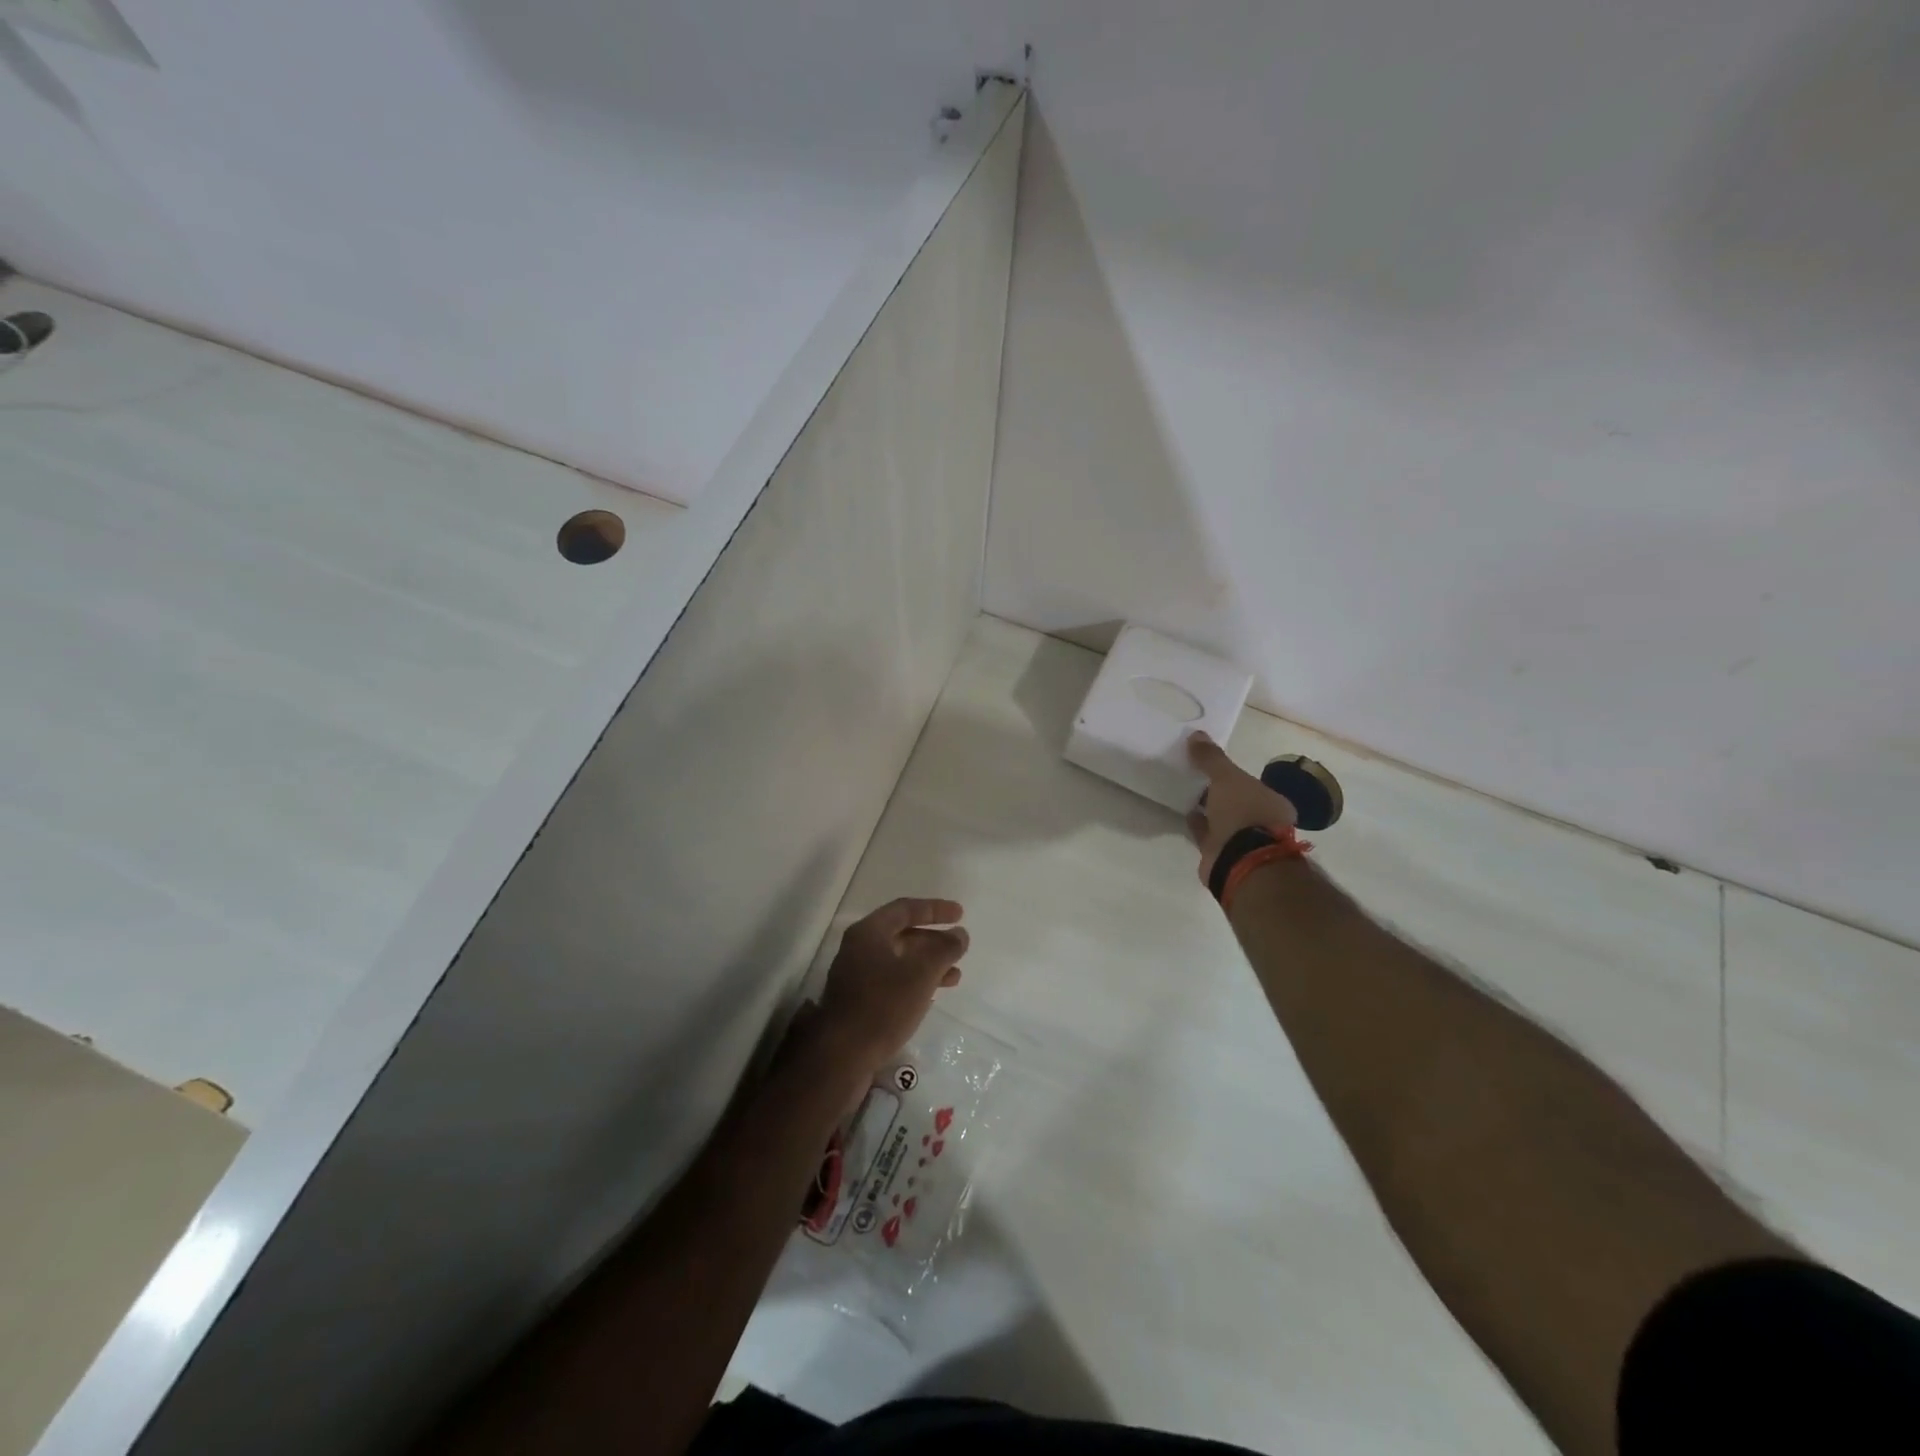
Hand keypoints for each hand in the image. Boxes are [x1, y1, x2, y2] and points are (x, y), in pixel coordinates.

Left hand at [816, 898, 969, 1073]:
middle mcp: (859, 948)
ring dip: (928, 965)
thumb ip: (944, 950)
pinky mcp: (858, 1001)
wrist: (842, 1056)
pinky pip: (892, 981)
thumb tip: (960, 934)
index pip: (905, 909)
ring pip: (899, 960)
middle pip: (902, 935)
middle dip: (933, 940)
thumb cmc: (883, 1006)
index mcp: (869, 932)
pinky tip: (932, 996)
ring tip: (955, 976)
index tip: (960, 915)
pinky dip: (914, 983)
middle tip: (959, 947)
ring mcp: (856, 976)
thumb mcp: (921, 974)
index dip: (935, 909)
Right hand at [1185, 732, 1298, 883]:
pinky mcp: (1224, 856)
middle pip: (1237, 802)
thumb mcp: (1227, 778)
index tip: (1213, 769)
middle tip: (1197, 780)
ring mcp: (1244, 842)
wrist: (1241, 861)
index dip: (1233, 777)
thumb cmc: (1243, 814)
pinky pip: (1208, 836)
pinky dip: (1199, 826)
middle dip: (1220, 794)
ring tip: (1187, 795)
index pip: (1251, 785)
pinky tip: (1187, 814)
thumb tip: (1196, 734)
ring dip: (1208, 810)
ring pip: (1223, 821)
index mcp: (1273, 802)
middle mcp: (1263, 822)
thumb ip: (1212, 758)